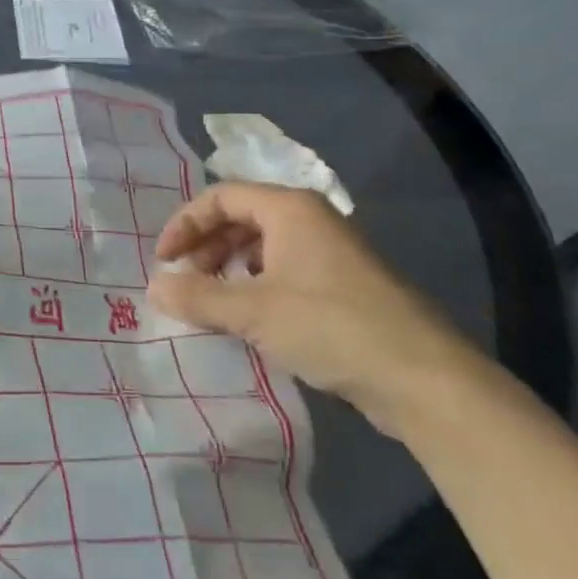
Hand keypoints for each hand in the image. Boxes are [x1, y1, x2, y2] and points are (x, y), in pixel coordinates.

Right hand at [146, 183, 476, 435]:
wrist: (424, 381)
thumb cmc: (330, 326)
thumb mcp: (251, 312)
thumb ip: (196, 297)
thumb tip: (153, 288)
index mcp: (290, 210)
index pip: (220, 197)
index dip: (185, 224)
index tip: (164, 261)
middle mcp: (311, 222)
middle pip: (240, 219)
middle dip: (205, 247)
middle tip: (184, 282)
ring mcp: (331, 256)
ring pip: (262, 248)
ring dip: (227, 270)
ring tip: (210, 302)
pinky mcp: (343, 289)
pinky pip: (284, 273)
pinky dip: (254, 288)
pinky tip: (247, 319)